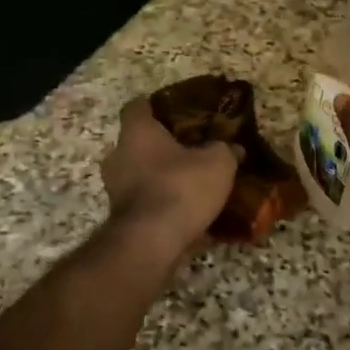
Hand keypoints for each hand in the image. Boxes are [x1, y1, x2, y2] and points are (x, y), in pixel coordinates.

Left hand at [100, 97, 238, 262]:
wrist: (150, 243)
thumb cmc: (180, 188)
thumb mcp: (218, 163)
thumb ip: (225, 150)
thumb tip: (234, 148)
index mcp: (137, 132)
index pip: (137, 106)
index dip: (157, 106)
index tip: (179, 111)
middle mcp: (118, 156)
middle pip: (139, 142)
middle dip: (164, 146)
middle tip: (194, 150)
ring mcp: (116, 189)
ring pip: (141, 174)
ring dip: (163, 177)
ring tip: (194, 184)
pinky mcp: (121, 218)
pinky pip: (146, 202)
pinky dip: (163, 204)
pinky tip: (188, 213)